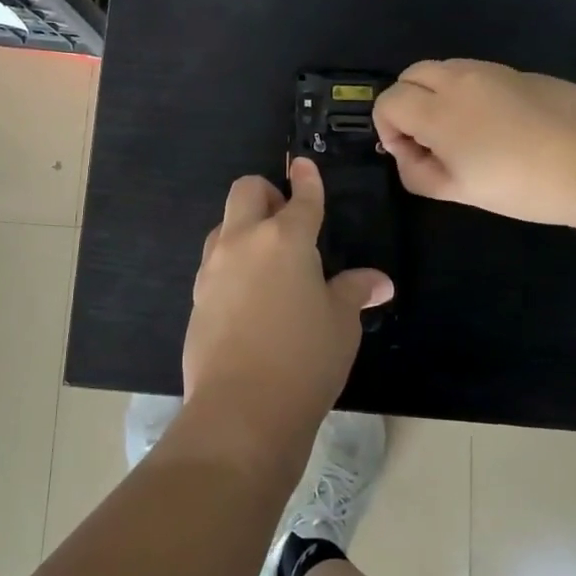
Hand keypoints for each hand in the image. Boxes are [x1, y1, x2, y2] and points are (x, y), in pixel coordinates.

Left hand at [183, 158, 392, 448]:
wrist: (241, 409)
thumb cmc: (304, 358)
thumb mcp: (340, 324)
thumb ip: (354, 292)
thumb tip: (379, 282)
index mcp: (285, 238)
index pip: (301, 197)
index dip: (307, 179)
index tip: (304, 166)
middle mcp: (243, 241)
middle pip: (246, 191)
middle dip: (267, 192)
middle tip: (286, 218)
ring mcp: (213, 268)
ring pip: (224, 225)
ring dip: (244, 228)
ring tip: (268, 260)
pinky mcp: (196, 296)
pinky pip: (214, 263)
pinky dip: (232, 263)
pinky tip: (249, 295)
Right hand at [373, 59, 575, 226]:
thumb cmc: (523, 185)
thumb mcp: (460, 192)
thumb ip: (418, 173)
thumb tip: (407, 153)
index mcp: (437, 110)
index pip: (388, 101)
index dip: (387, 128)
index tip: (410, 153)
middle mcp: (457, 79)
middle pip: (410, 75)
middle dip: (406, 104)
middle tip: (429, 139)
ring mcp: (489, 70)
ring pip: (442, 69)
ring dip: (435, 94)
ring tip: (462, 131)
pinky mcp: (517, 71)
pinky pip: (474, 73)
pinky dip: (465, 91)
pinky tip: (495, 124)